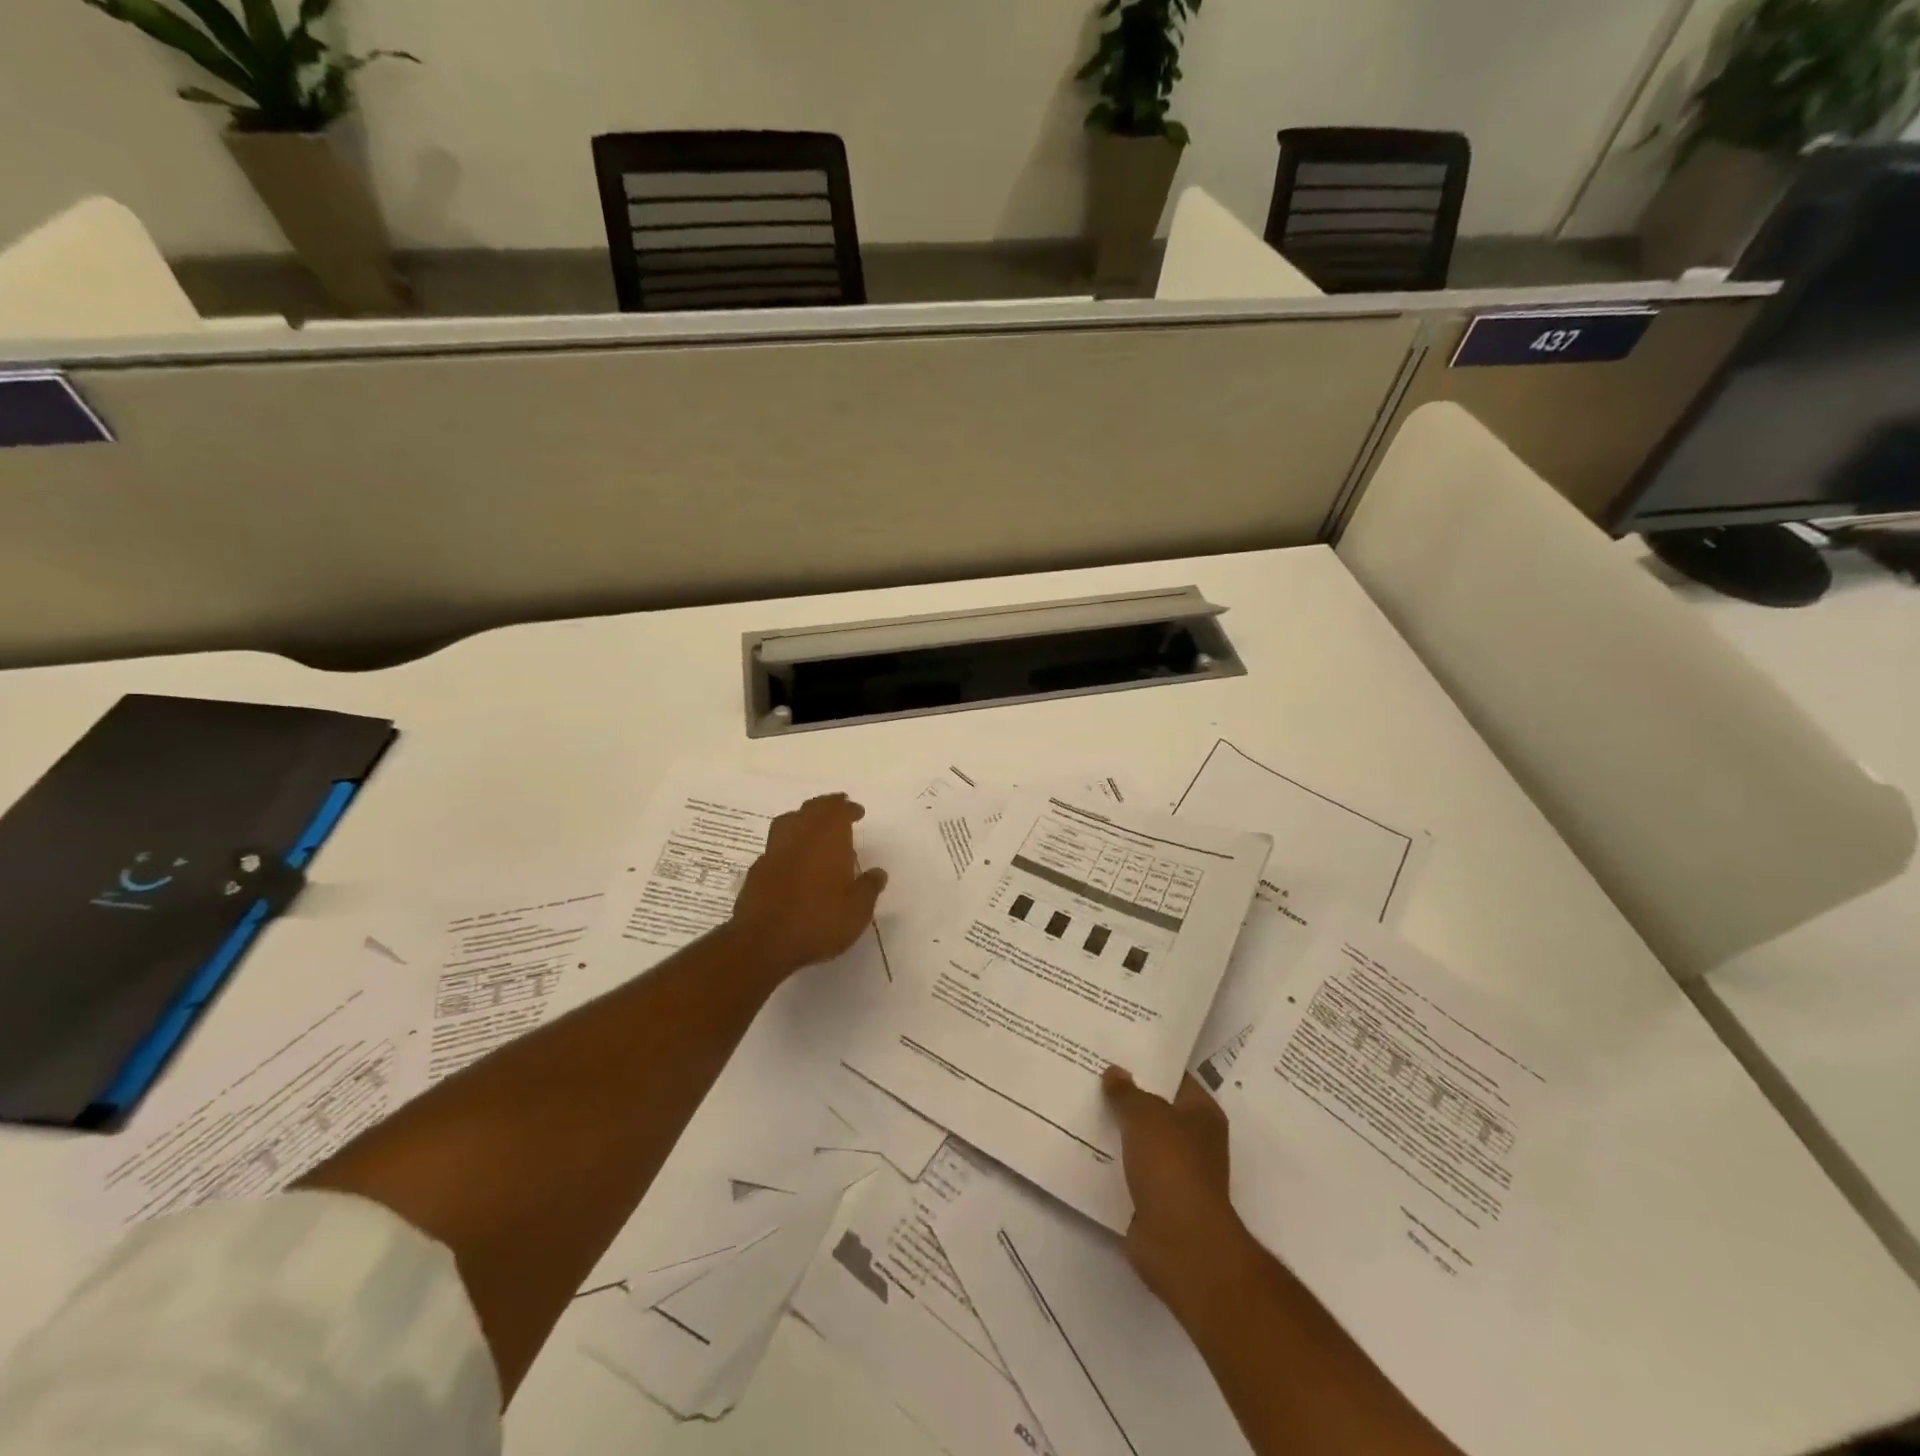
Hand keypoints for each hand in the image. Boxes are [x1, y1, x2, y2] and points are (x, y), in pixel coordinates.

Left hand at [729, 794, 887, 979]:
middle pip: (812, 810)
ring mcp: (774, 852)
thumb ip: (869, 888)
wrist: (763, 942)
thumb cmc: (818, 921)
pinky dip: (788, 844)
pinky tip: (793, 859)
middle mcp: (799, 837)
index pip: (838, 812)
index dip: (848, 809)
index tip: (857, 811)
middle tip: (837, 808)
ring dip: (803, 818)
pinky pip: (776, 845)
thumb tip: (878, 872)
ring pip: (788, 821)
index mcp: (827, 839)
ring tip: (813, 828)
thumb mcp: (857, 910)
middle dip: (826, 806)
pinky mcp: (757, 870)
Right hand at [1104, 1066, 1257, 1327]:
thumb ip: (1127, 1092)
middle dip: (1126, 1093)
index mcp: (1202, 1113)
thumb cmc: (1172, 1169)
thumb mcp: (1145, 1116)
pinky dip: (1109, 1160)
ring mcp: (1174, 1172)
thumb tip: (1114, 1072)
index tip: (1115, 1047)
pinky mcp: (1154, 1200)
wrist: (1181, 1247)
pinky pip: (1127, 1169)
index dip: (1147, 1061)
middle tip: (1089, 1069)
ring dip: (1115, 1128)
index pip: (1174, 1076)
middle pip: (1154, 1107)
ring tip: (1079, 1101)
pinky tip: (1080, 1142)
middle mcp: (1193, 1140)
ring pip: (1138, 1139)